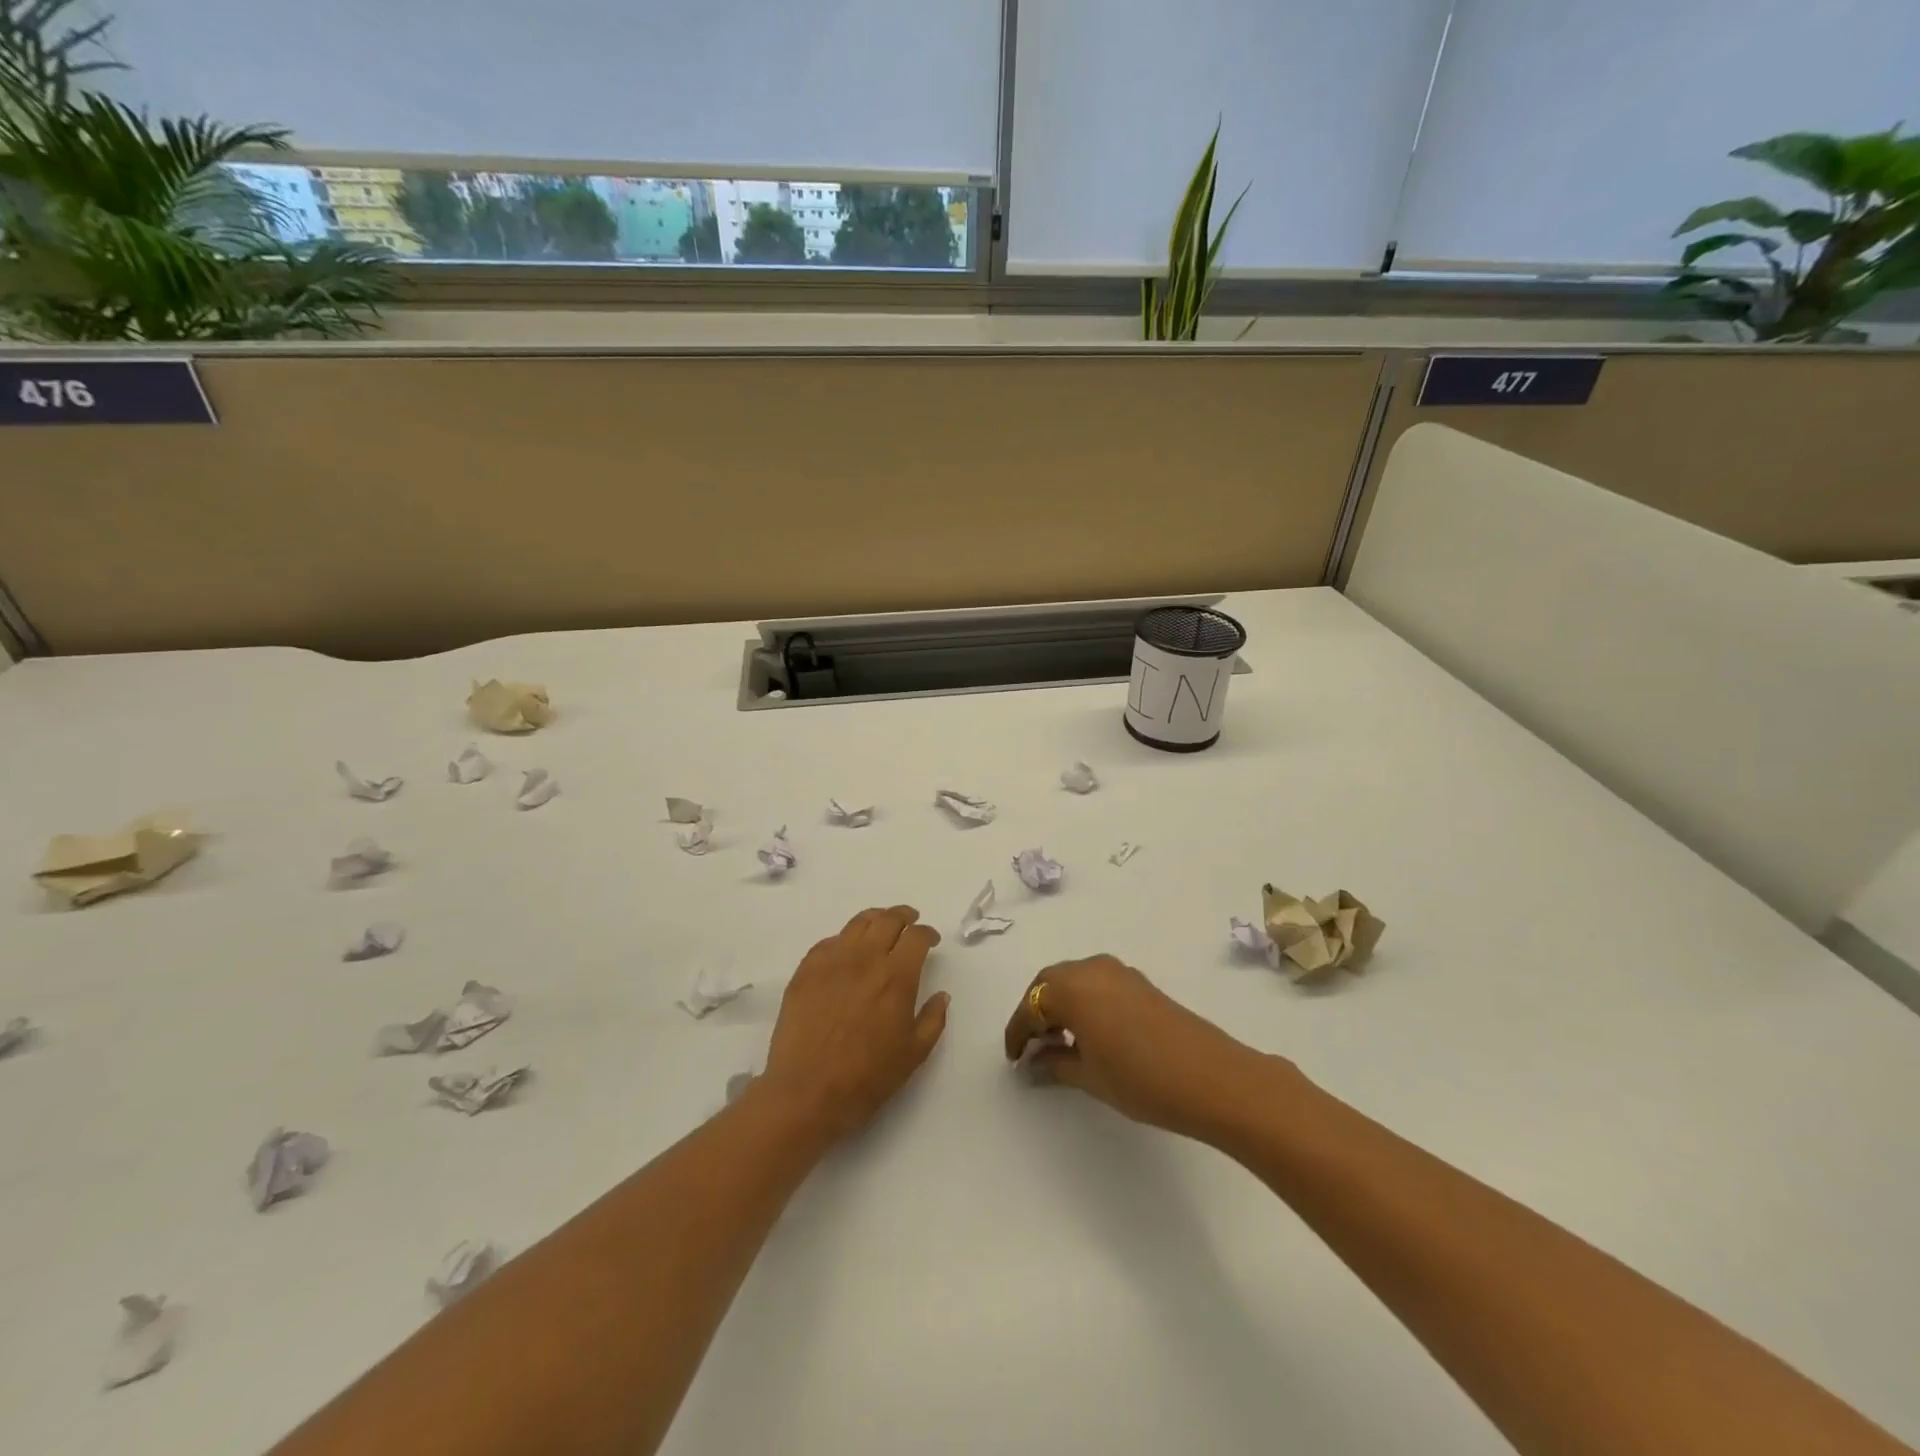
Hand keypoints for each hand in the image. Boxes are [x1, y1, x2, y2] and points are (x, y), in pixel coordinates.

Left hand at [758, 905, 949, 1143]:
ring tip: (881, 927)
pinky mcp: (806, 970)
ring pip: (858, 923)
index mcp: (896, 976)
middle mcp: (865, 958)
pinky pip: (829, 942)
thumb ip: (933, 1020)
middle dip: (904, 916)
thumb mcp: (914, 1054)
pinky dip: (845, 940)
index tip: (931, 940)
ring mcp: (832, 961)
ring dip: (876, 920)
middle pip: (888, 919)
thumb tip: (941, 995)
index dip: (928, 933)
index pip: (917, 936)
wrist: (806, 1092)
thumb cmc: (866, 1077)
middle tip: (910, 922)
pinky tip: (847, 952)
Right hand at [1002, 955, 1275, 1141]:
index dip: (1017, 1033)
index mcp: (1071, 987)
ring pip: (1074, 980)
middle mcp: (1091, 969)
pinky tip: (1090, 1033)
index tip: (1014, 1059)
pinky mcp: (1139, 982)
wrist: (1211, 1077)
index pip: (1030, 1006)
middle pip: (1049, 983)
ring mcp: (1118, 972)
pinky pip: (1096, 983)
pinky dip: (1083, 1002)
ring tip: (1059, 1042)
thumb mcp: (1088, 1076)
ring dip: (1060, 1004)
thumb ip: (1054, 1063)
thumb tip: (1033, 1062)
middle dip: (1036, 1011)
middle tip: (1031, 1046)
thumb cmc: (1140, 1078)